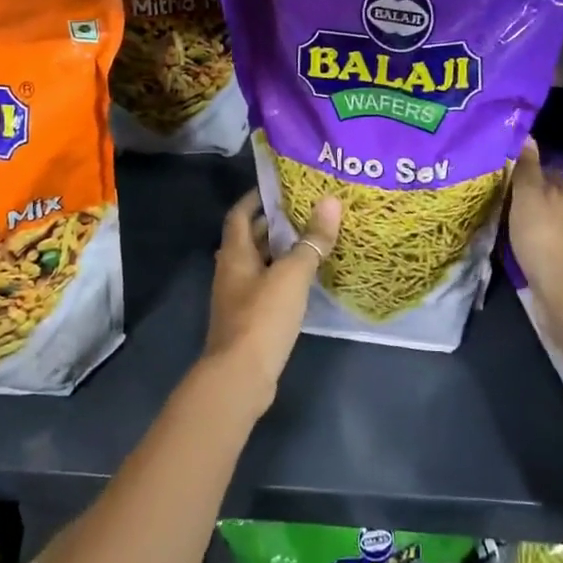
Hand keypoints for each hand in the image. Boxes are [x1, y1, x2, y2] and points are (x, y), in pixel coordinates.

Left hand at [203, 188, 342, 415]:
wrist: (241, 376)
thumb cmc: (262, 316)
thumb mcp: (293, 274)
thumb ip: (312, 240)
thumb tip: (331, 202)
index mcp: (235, 253)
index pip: (239, 214)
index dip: (255, 198)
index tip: (279, 187)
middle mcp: (231, 270)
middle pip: (248, 238)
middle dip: (272, 224)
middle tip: (305, 211)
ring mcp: (237, 297)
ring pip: (258, 264)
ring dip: (279, 252)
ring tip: (310, 241)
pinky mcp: (248, 320)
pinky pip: (265, 287)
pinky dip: (282, 278)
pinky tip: (305, 281)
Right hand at [508, 141, 562, 305]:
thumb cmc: (546, 235)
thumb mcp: (529, 194)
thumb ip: (525, 166)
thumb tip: (526, 135)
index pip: (544, 172)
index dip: (519, 176)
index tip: (497, 184)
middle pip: (545, 198)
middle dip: (523, 203)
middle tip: (493, 207)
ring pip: (544, 223)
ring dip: (526, 226)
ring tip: (499, 230)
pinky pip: (545, 245)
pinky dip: (531, 246)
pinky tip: (514, 251)